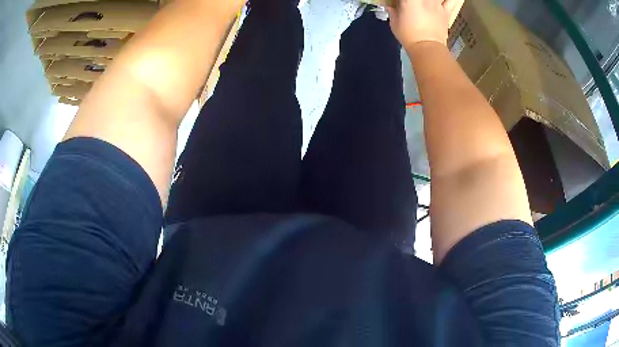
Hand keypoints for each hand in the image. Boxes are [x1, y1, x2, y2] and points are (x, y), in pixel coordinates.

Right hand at [387, 0, 463, 48]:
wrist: (427, 48)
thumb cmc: (408, 35)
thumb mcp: (394, 23)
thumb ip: (393, 11)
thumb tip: (392, 6)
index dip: (404, 0)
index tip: (402, 2)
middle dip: (417, 0)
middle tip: (415, 3)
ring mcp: (437, 4)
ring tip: (429, 2)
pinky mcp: (446, 11)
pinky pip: (452, 0)